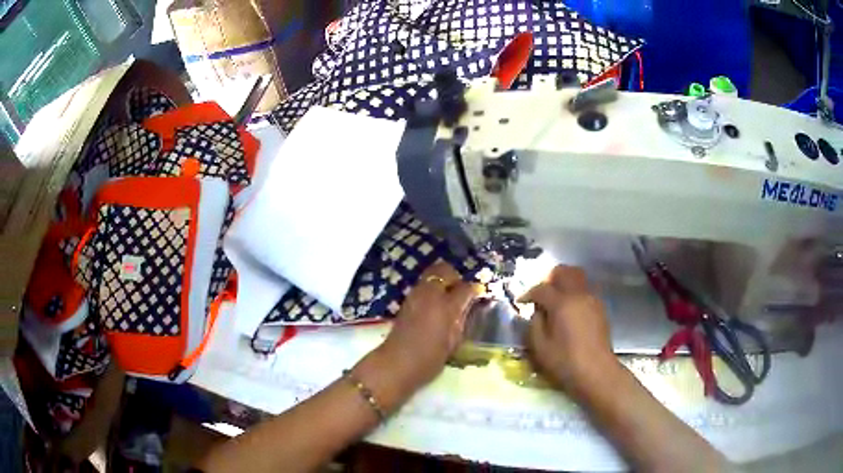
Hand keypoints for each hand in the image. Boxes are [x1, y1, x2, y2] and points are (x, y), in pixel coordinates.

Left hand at [377, 261, 480, 392]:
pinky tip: (434, 305)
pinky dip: (430, 289)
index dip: (473, 290)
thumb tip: (466, 307)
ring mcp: (415, 296)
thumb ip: (461, 320)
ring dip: (441, 281)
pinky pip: (421, 286)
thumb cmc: (430, 359)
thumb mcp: (453, 342)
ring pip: (430, 275)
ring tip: (447, 298)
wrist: (396, 364)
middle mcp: (430, 295)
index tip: (476, 295)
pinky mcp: (405, 301)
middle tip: (460, 291)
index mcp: (446, 307)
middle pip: (444, 270)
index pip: (465, 288)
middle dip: (454, 276)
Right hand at [520, 265, 617, 397]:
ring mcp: (592, 299)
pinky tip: (570, 310)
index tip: (521, 302)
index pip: (542, 288)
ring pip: (579, 277)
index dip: (529, 293)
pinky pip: (586, 289)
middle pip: (565, 271)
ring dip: (565, 282)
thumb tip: (537, 312)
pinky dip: (575, 292)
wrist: (596, 371)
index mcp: (562, 303)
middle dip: (550, 278)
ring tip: (556, 300)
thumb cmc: (565, 362)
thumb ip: (535, 324)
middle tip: (542, 294)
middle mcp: (579, 295)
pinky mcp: (600, 308)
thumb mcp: (540, 347)